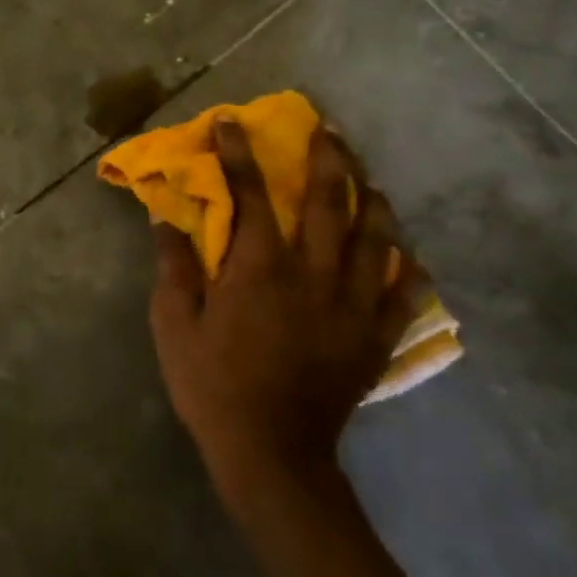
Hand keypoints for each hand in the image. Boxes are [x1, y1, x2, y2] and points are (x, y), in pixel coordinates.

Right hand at [148, 119, 414, 504]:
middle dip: (328, 159)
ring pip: (377, 240)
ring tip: (370, 181)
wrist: (272, 455)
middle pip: (330, 203)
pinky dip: (409, 272)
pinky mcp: (374, 338)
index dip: (238, 153)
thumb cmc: (214, 385)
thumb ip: (175, 268)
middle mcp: (314, 274)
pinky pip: (404, 296)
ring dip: (374, 202)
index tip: (232, 121)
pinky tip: (409, 257)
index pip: (251, 194)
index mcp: (261, 267)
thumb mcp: (175, 326)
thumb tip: (167, 220)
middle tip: (329, 131)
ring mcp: (352, 306)